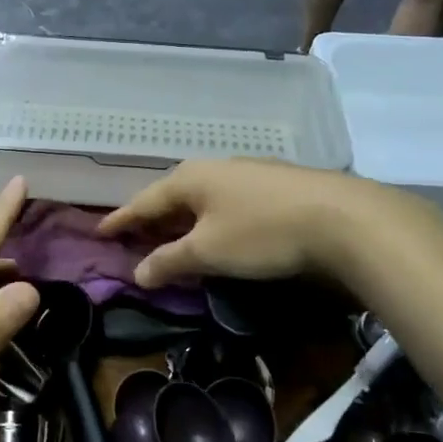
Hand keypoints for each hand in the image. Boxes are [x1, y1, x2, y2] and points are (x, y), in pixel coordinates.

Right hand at [96, 159, 371, 289]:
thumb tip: (137, 273)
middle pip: (172, 196)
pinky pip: (226, 202)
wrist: (342, 218)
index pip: (144, 201)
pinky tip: (219, 232)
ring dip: (183, 220)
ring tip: (173, 238)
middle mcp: (214, 168)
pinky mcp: (274, 185)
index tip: (100, 232)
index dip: (121, 220)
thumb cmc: (262, 232)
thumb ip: (169, 261)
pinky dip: (211, 219)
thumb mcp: (208, 252)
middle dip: (152, 219)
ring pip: (202, 198)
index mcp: (189, 178)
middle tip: (134, 239)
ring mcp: (247, 173)